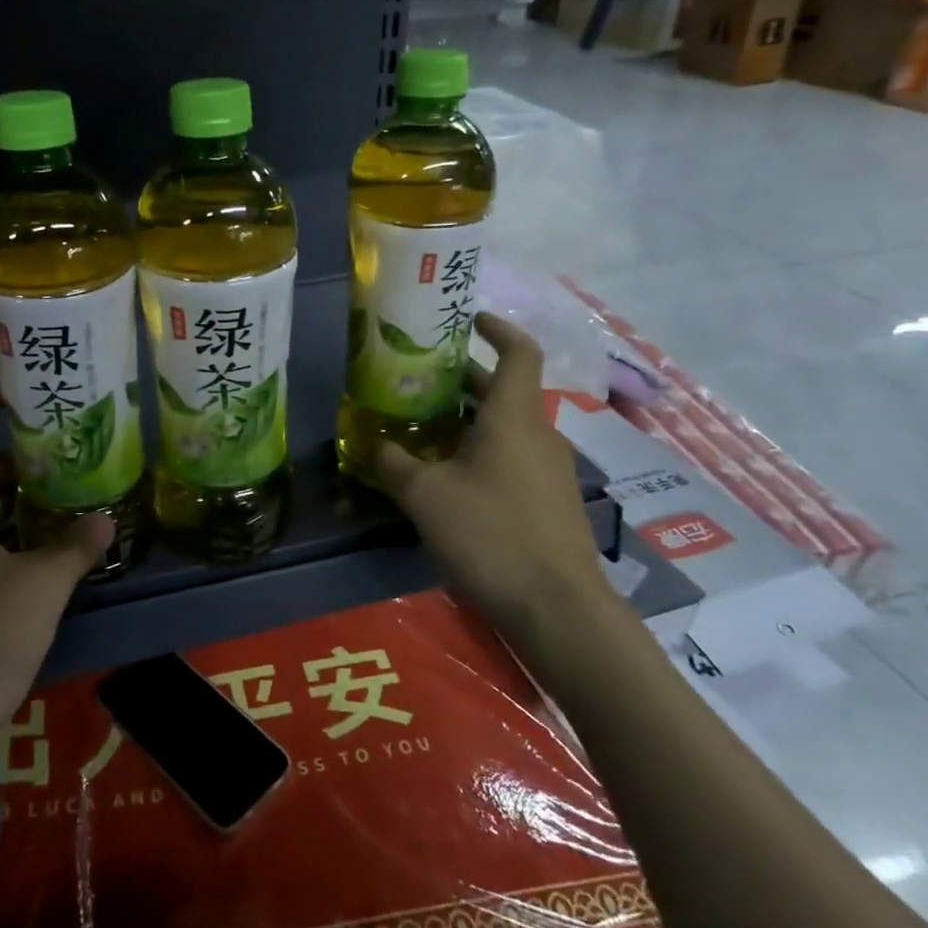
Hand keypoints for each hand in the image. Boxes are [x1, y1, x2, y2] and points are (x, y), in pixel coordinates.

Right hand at [375, 313, 630, 687]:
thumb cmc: (491, 534)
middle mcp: (538, 434)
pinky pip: (514, 458)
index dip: (497, 328)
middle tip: (418, 381)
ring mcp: (550, 470)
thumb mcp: (425, 496)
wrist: (558, 608)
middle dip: (464, 380)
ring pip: (507, 427)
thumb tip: (370, 442)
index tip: (468, 320)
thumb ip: (393, 462)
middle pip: (505, 390)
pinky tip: (450, 479)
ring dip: (469, 420)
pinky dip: (482, 452)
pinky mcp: (551, 502)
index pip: (519, 351)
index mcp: (514, 416)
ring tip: (424, 429)